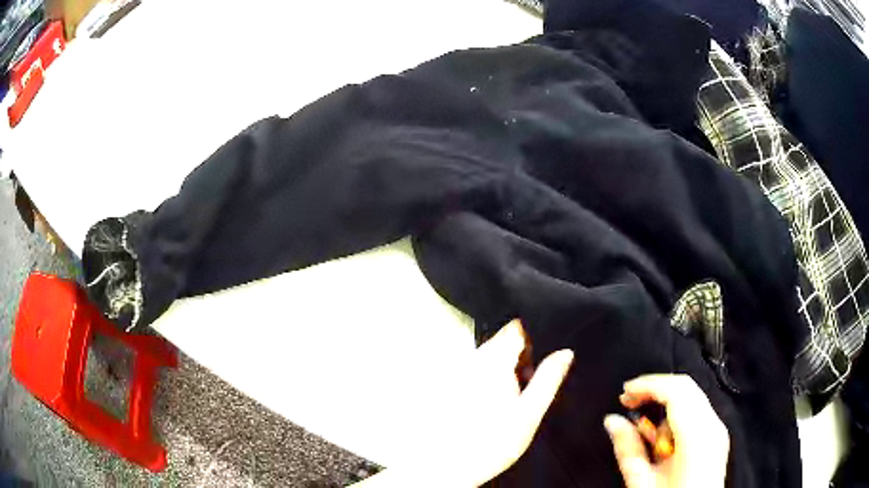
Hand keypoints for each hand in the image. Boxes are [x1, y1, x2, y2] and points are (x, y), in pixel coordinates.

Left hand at [353, 319, 572, 486]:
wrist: (451, 467)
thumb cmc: (490, 444)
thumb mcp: (530, 412)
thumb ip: (548, 379)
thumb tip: (565, 353)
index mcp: (494, 363)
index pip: (516, 328)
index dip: (535, 336)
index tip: (543, 354)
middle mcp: (473, 362)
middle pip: (504, 341)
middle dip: (522, 356)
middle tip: (529, 384)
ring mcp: (460, 372)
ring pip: (492, 357)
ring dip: (507, 369)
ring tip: (512, 399)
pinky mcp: (452, 385)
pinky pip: (478, 371)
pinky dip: (491, 380)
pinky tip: (494, 405)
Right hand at [604, 374, 729, 487]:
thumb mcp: (642, 482)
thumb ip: (628, 449)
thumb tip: (613, 422)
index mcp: (696, 436)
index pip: (676, 390)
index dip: (648, 385)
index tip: (626, 391)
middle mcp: (712, 427)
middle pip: (686, 387)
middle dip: (655, 389)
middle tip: (630, 400)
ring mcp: (717, 431)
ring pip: (691, 397)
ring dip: (665, 404)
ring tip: (643, 428)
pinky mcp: (717, 437)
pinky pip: (697, 412)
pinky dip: (676, 415)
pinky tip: (660, 436)